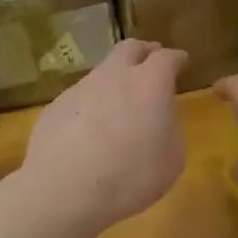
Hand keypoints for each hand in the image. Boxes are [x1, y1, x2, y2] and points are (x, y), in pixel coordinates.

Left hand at [20, 39, 188, 235]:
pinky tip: (89, 129)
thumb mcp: (171, 161)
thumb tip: (161, 119)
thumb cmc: (129, 177)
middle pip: (130, 48)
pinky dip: (91, 104)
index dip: (176, 58)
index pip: (166, 57)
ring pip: (103, 71)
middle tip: (152, 63)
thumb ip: (171, 130)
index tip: (181, 62)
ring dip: (115, 79)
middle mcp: (114, 76)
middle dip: (145, 52)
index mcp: (149, 84)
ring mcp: (81, 87)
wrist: (63, 189)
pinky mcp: (56, 104)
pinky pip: (81, 96)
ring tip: (119, 103)